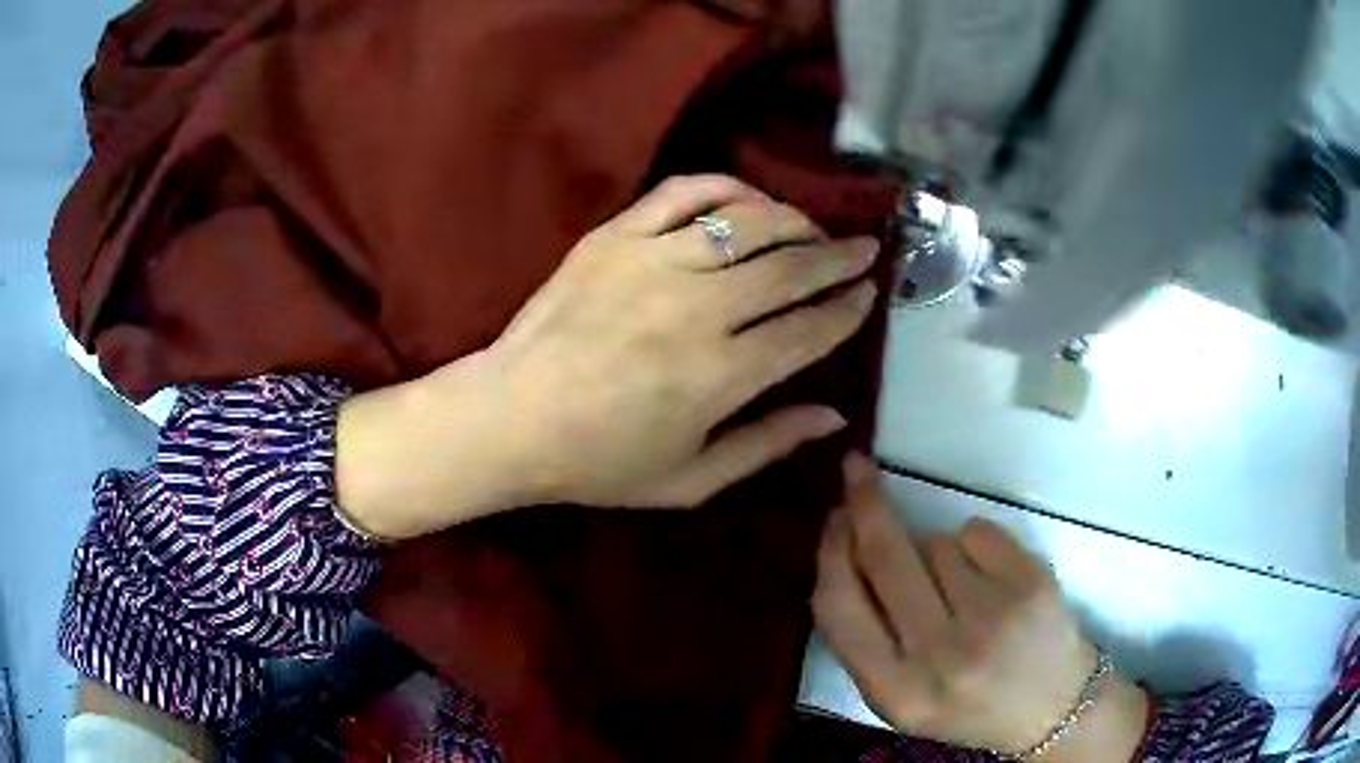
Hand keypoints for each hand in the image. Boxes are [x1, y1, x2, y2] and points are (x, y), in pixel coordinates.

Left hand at [337, 176, 878, 538]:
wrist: (510, 419)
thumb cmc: (599, 463)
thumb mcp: (691, 480)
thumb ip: (768, 445)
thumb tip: (835, 414)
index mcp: (720, 377)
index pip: (808, 330)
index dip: (846, 310)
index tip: (868, 294)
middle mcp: (697, 310)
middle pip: (790, 268)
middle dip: (838, 258)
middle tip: (865, 250)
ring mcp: (653, 262)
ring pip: (747, 222)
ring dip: (793, 221)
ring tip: (812, 230)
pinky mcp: (616, 236)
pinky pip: (684, 192)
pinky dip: (726, 187)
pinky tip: (747, 200)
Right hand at [812, 454, 1148, 759]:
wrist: (1052, 709)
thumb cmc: (968, 704)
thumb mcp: (901, 697)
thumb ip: (866, 640)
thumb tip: (845, 548)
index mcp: (895, 692)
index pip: (840, 607)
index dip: (831, 552)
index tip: (832, 517)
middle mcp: (940, 656)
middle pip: (886, 556)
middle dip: (866, 505)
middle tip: (858, 471)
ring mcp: (991, 617)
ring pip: (936, 541)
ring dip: (936, 549)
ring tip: (963, 589)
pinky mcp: (1031, 584)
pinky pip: (978, 530)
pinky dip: (976, 542)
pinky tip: (992, 578)